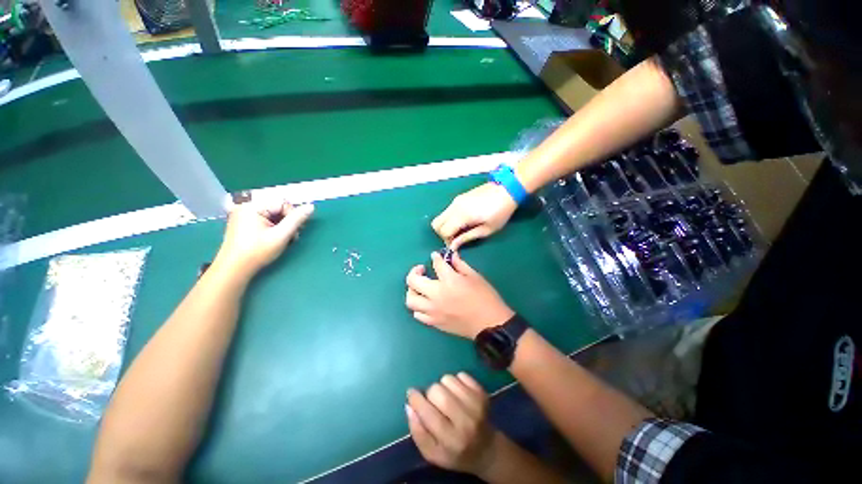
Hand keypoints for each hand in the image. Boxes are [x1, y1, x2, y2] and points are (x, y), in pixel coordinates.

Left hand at [214, 199, 313, 275]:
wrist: (233, 269)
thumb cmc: (257, 252)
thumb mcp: (281, 235)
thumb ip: (297, 219)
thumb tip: (311, 207)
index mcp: (253, 206)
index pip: (282, 202)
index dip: (293, 216)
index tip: (295, 231)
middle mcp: (246, 206)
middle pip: (277, 207)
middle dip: (287, 221)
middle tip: (291, 236)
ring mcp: (242, 213)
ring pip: (271, 213)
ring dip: (281, 224)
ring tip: (283, 238)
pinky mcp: (242, 221)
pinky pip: (263, 218)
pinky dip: (272, 226)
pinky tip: (273, 237)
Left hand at [405, 251, 513, 338]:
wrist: (491, 325)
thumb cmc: (486, 297)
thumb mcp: (475, 276)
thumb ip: (459, 265)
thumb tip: (450, 256)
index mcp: (449, 281)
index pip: (436, 264)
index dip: (436, 257)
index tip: (436, 256)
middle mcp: (436, 295)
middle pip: (413, 281)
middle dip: (414, 272)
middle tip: (421, 269)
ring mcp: (433, 311)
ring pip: (410, 300)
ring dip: (412, 290)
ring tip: (419, 287)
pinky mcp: (434, 323)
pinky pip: (418, 314)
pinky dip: (418, 306)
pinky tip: (425, 302)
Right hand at [406, 373, 500, 475]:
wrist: (486, 450)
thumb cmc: (455, 453)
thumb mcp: (432, 453)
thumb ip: (418, 432)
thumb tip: (409, 406)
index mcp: (451, 440)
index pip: (428, 413)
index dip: (416, 400)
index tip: (411, 393)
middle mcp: (465, 421)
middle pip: (438, 391)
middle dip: (430, 393)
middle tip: (433, 402)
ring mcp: (476, 405)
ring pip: (448, 379)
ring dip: (443, 386)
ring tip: (447, 398)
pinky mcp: (482, 393)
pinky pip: (461, 375)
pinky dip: (455, 381)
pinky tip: (458, 394)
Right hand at [432, 183, 516, 249]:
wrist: (507, 189)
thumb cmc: (500, 212)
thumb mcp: (487, 229)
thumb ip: (467, 237)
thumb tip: (453, 246)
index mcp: (462, 215)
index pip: (444, 231)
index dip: (447, 240)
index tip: (457, 244)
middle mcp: (454, 207)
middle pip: (436, 223)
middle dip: (442, 234)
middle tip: (456, 238)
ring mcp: (455, 201)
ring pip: (440, 216)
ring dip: (446, 226)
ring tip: (460, 230)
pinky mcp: (458, 198)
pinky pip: (447, 211)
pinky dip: (449, 219)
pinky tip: (463, 221)